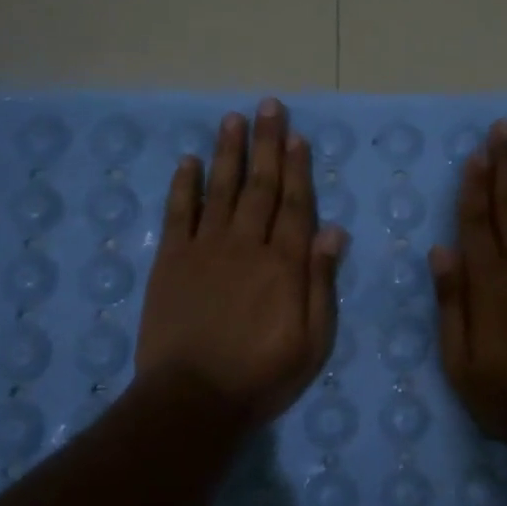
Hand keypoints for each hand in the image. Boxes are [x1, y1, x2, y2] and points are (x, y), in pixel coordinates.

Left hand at [136, 98, 344, 426]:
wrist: (192, 398)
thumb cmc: (262, 375)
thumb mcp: (312, 340)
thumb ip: (322, 282)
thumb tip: (334, 231)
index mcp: (284, 264)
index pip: (295, 205)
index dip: (298, 169)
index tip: (297, 136)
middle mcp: (247, 245)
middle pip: (260, 187)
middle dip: (266, 144)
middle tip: (268, 107)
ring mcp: (205, 249)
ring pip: (221, 190)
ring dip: (229, 153)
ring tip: (233, 120)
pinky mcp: (171, 261)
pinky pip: (179, 213)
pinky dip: (184, 186)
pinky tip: (188, 161)